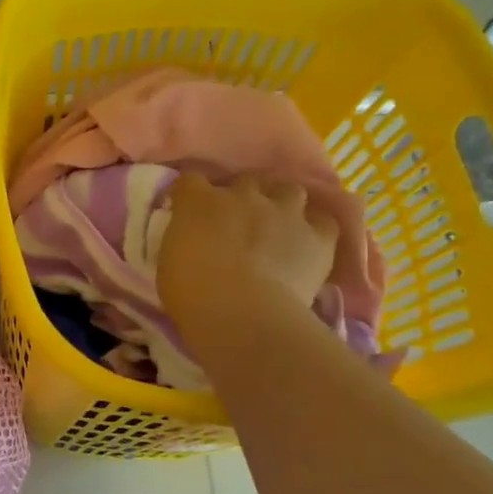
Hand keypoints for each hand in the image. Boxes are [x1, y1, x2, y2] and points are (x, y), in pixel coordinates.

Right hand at [157, 174, 338, 341]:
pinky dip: (316, 229)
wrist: (241, 312)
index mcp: (199, 201)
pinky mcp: (318, 235)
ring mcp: (284, 212)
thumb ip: (183, 239)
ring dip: (283, 204)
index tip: (188, 209)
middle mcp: (243, 195)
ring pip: (289, 190)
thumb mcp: (169, 260)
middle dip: (241, 196)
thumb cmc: (190, 292)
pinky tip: (308, 244)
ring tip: (278, 225)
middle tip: (237, 220)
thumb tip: (192, 238)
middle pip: (245, 181)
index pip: (190, 180)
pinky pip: (323, 221)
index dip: (191, 193)